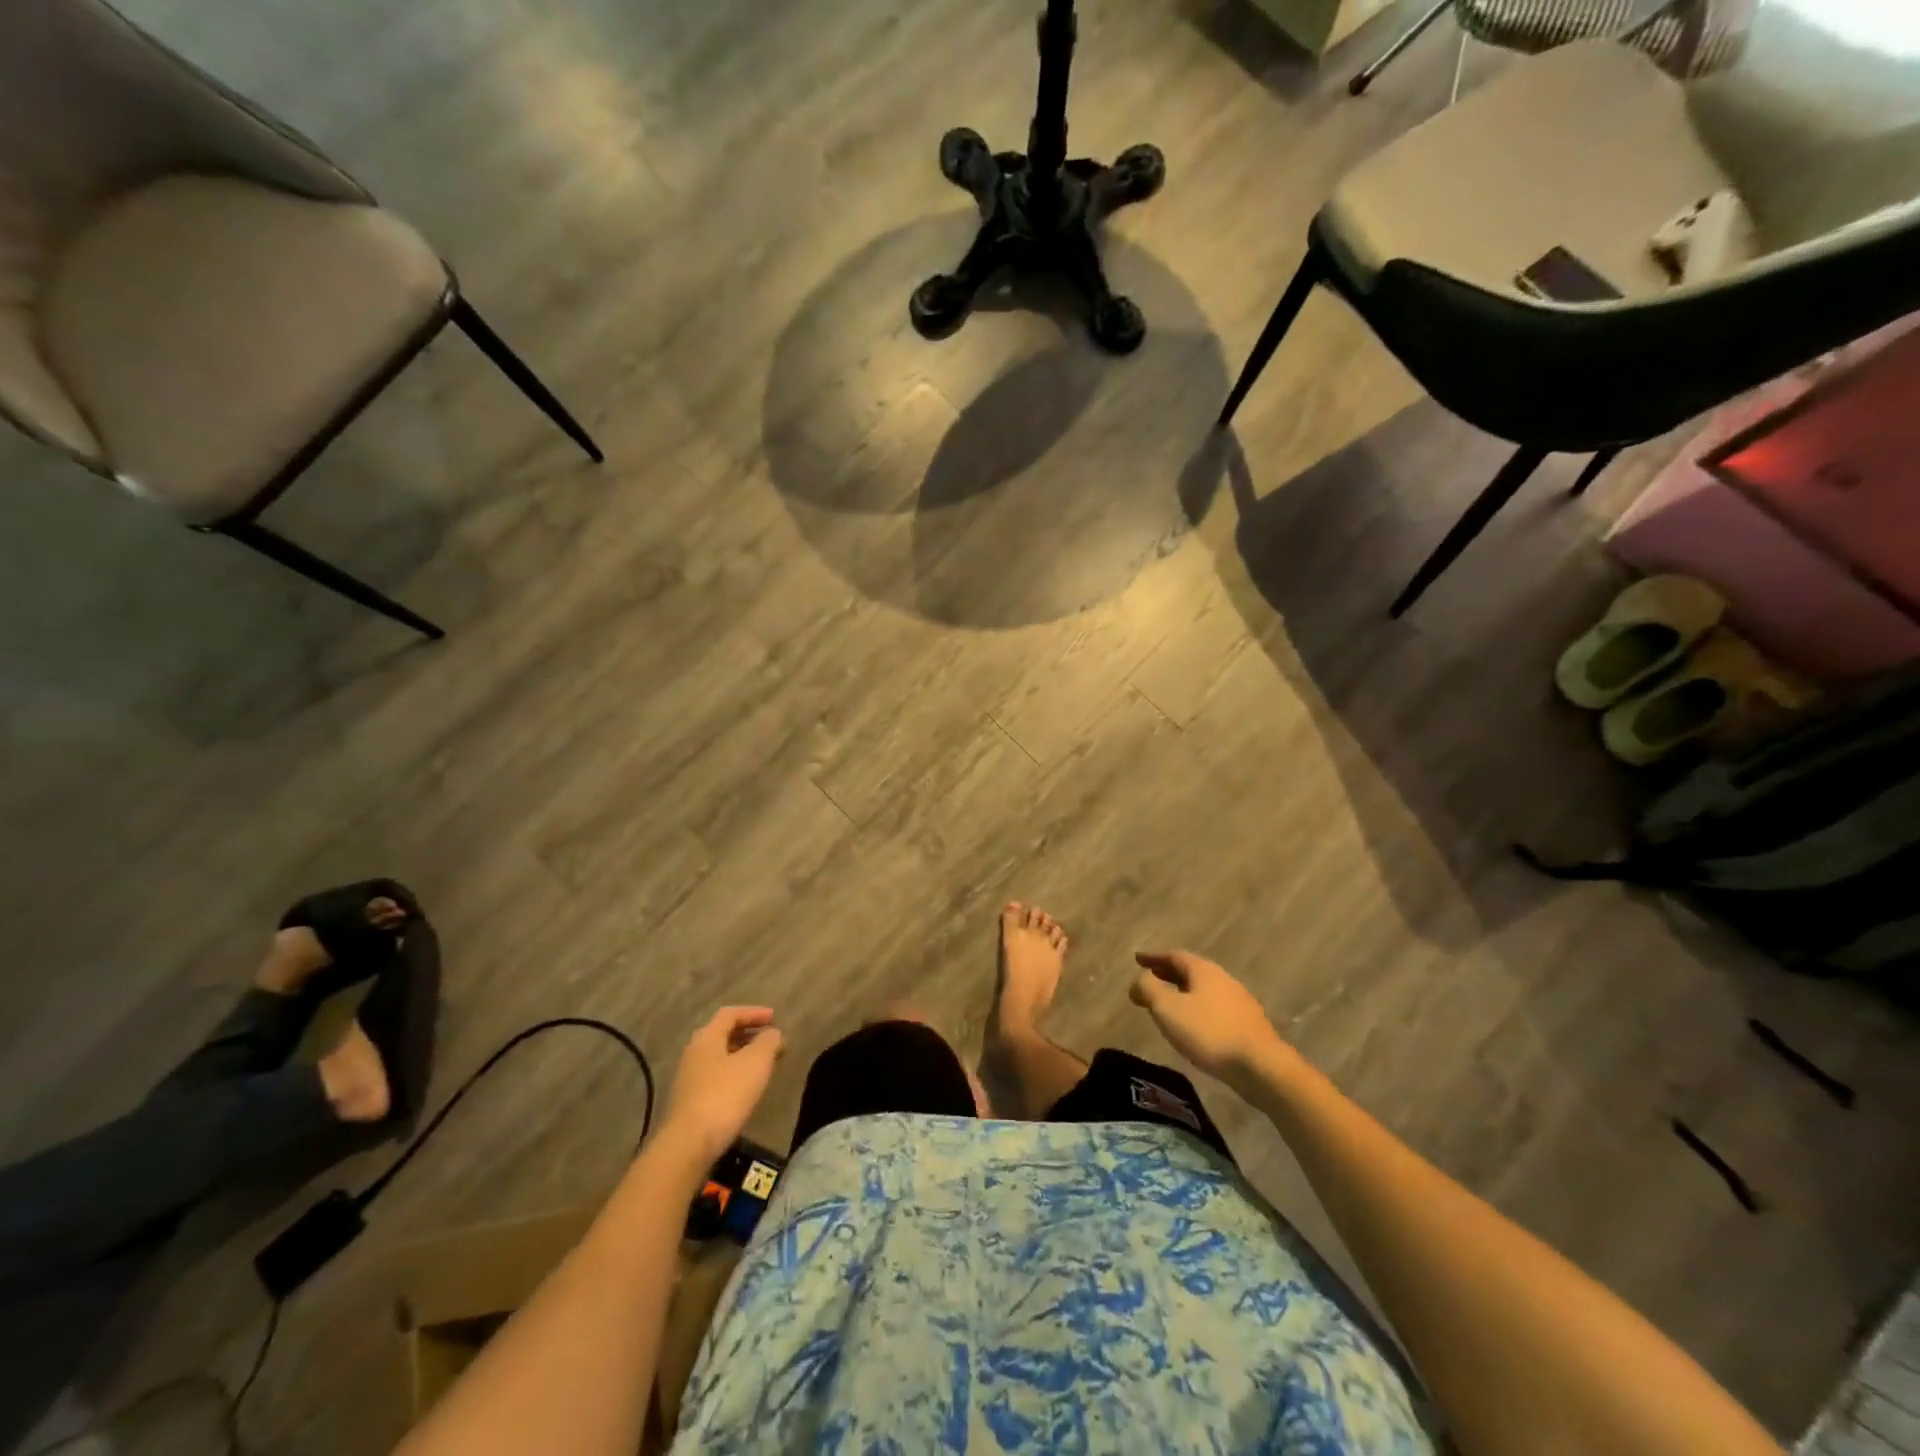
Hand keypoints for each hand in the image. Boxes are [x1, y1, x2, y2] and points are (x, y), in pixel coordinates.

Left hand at [661, 1007, 784, 1162]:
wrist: (690, 1144)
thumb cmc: (725, 1094)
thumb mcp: (756, 1062)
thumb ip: (768, 1042)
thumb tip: (773, 1034)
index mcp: (707, 1038)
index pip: (730, 1014)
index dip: (754, 1012)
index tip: (775, 1017)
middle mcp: (693, 1053)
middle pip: (723, 1035)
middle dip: (749, 1034)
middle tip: (770, 1041)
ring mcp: (688, 1079)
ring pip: (720, 1057)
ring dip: (742, 1056)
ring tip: (763, 1065)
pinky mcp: (689, 1102)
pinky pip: (716, 1077)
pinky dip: (734, 1074)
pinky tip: (746, 1089)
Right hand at [1130, 951, 1289, 1092]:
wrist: (1261, 1066)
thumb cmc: (1209, 1033)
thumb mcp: (1168, 1009)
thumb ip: (1148, 989)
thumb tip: (1139, 978)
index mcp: (1204, 971)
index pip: (1174, 955)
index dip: (1153, 957)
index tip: (1137, 959)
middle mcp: (1223, 979)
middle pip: (1190, 971)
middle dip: (1167, 973)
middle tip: (1148, 979)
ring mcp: (1238, 1001)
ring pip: (1203, 990)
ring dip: (1182, 992)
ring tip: (1167, 1003)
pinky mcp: (1247, 1024)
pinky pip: (1213, 1007)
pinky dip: (1196, 1007)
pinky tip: (1192, 1025)